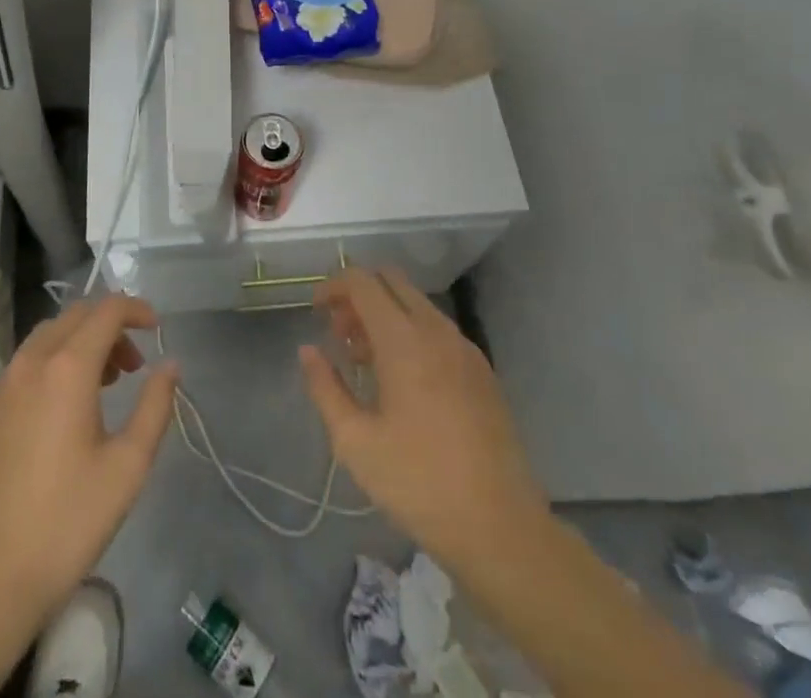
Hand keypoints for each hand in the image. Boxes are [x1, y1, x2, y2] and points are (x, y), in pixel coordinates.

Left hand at [0, 295, 179, 637]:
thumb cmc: (66, 523)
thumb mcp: (127, 467)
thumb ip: (155, 406)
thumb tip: (170, 366)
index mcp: (67, 368)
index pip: (106, 310)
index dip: (136, 310)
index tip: (158, 330)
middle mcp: (30, 362)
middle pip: (76, 316)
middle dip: (110, 327)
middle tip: (133, 366)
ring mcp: (1, 385)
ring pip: (48, 337)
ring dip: (81, 344)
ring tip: (104, 386)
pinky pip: (25, 364)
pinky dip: (53, 363)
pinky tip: (64, 411)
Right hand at [300, 268, 551, 570]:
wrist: (501, 529)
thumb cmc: (419, 484)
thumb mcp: (356, 443)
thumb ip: (326, 388)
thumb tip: (308, 351)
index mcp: (404, 340)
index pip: (363, 282)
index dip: (334, 286)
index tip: (315, 311)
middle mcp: (437, 330)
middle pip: (392, 281)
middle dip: (359, 295)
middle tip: (339, 334)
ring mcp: (465, 348)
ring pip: (416, 303)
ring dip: (385, 314)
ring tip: (364, 362)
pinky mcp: (482, 370)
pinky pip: (437, 329)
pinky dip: (411, 332)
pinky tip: (402, 380)